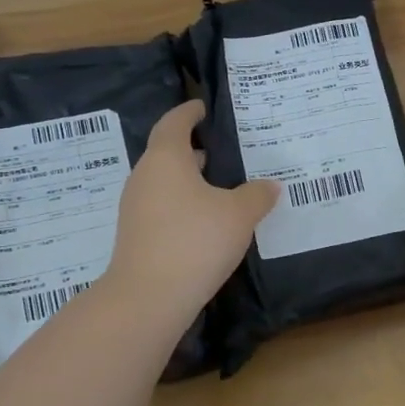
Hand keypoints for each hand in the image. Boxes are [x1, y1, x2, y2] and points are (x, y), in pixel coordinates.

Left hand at [108, 101, 279, 322]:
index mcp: (166, 158)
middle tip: (222, 147)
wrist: (148, 298)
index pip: (175, 123)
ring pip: (165, 181)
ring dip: (189, 178)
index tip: (202, 107)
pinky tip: (207, 219)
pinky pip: (162, 205)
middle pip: (167, 152)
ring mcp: (136, 207)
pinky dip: (183, 202)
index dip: (189, 112)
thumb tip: (268, 186)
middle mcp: (145, 177)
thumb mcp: (239, 214)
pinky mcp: (137, 235)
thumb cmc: (195, 241)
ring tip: (221, 184)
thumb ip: (257, 195)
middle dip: (193, 148)